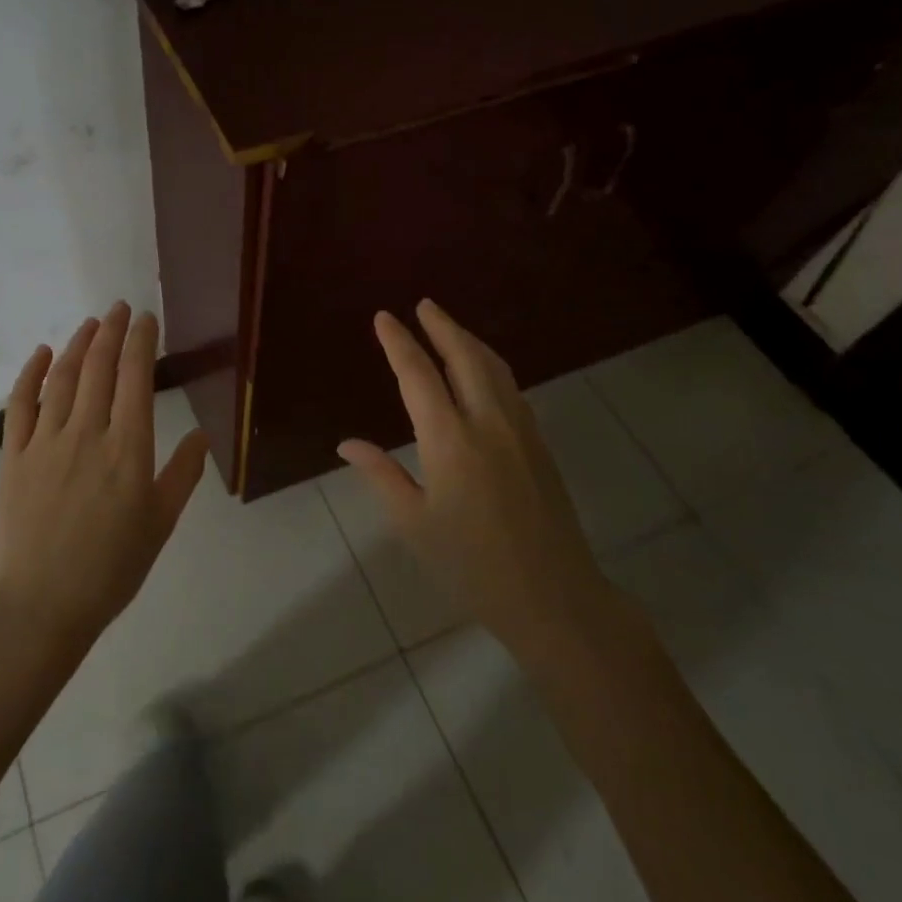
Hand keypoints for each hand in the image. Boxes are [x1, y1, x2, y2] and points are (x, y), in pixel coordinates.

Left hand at [0, 301, 209, 652]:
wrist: (40, 605)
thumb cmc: (110, 569)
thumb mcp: (160, 524)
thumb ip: (183, 474)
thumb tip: (202, 435)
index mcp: (129, 448)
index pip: (136, 377)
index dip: (141, 341)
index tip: (146, 319)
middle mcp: (88, 433)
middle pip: (100, 367)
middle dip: (112, 331)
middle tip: (119, 307)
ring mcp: (46, 441)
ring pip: (64, 377)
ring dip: (78, 344)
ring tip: (91, 323)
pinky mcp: (14, 455)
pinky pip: (21, 404)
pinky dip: (32, 373)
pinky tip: (42, 353)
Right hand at [337, 299, 612, 658]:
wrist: (554, 596)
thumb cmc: (471, 565)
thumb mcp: (414, 524)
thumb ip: (381, 475)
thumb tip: (347, 443)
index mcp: (450, 440)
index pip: (418, 375)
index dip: (399, 342)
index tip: (384, 318)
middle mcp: (487, 422)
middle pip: (464, 356)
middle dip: (441, 326)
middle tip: (423, 305)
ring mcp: (520, 430)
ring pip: (494, 368)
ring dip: (469, 341)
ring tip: (449, 327)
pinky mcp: (539, 444)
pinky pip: (511, 388)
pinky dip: (490, 365)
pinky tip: (483, 372)